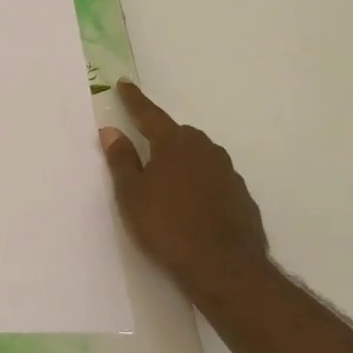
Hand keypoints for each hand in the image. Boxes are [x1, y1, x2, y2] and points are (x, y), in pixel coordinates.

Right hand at [98, 80, 271, 307]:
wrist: (224, 268)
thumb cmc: (167, 227)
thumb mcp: (132, 195)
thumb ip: (121, 160)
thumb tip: (111, 131)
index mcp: (174, 144)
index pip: (149, 115)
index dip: (134, 101)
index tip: (124, 84)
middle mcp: (204, 150)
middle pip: (178, 134)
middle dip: (161, 136)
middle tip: (144, 146)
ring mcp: (228, 173)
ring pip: (199, 156)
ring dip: (182, 160)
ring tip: (167, 179)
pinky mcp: (241, 197)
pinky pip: (214, 179)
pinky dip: (200, 182)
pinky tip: (192, 204)